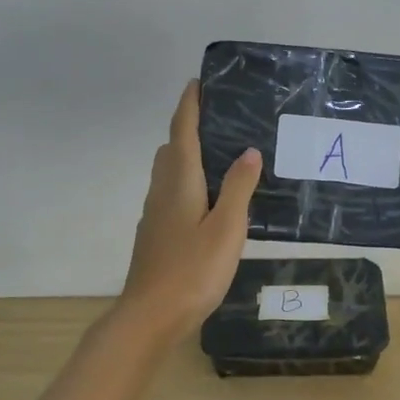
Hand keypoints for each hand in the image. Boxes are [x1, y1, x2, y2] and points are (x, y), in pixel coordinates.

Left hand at [116, 80, 261, 343]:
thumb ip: (238, 188)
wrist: (150, 317)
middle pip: (172, 149)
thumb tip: (248, 150)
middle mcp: (162, 191)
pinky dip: (187, 182)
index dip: (189, 105)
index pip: (182, 132)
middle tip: (221, 120)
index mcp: (179, 182)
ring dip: (188, 156)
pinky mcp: (156, 234)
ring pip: (169, 173)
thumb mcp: (226, 228)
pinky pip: (171, 193)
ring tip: (221, 157)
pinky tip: (209, 200)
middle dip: (190, 128)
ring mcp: (155, 214)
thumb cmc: (192, 271)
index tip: (198, 81)